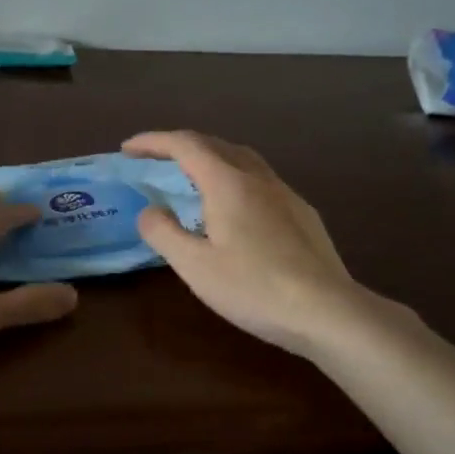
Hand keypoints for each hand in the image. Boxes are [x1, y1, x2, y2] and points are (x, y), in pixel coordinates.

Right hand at [123, 130, 402, 356]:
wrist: (327, 311)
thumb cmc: (254, 288)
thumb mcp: (195, 266)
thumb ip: (164, 233)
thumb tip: (149, 211)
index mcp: (227, 183)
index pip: (185, 146)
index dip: (153, 142)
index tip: (127, 149)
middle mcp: (257, 178)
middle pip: (214, 144)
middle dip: (179, 146)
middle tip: (153, 160)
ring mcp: (285, 194)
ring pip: (242, 159)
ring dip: (210, 157)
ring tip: (191, 176)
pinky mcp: (302, 213)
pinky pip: (260, 179)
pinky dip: (234, 177)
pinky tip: (234, 207)